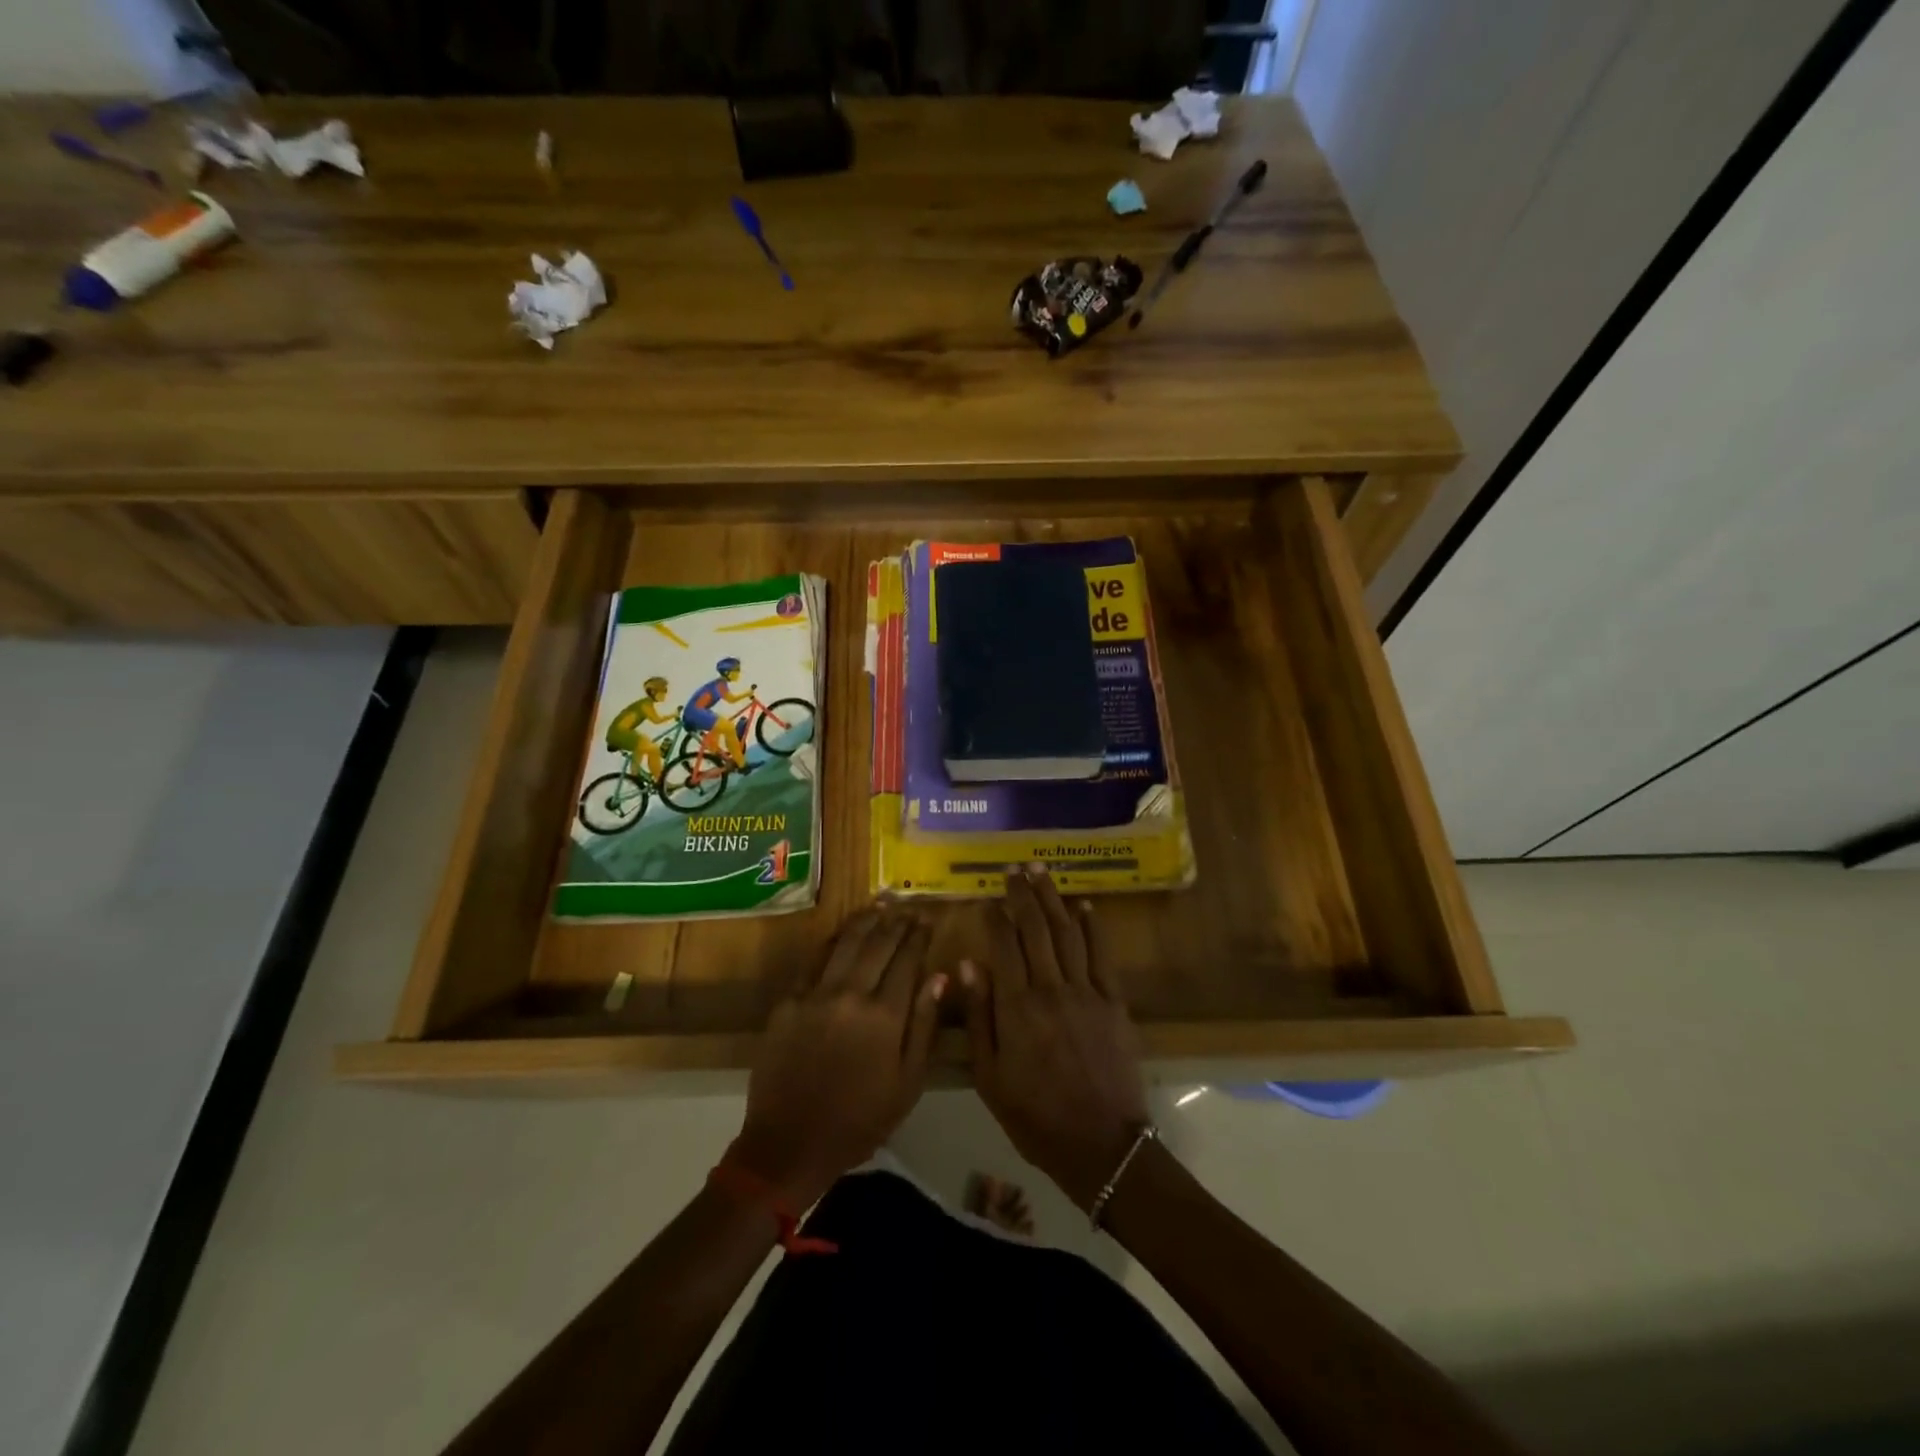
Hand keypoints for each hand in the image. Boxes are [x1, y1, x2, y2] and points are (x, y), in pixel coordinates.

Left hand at [733, 909, 945, 1208]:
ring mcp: (816, 994)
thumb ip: (925, 1025)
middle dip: (897, 922)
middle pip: (879, 944)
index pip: (907, 961)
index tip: (928, 920)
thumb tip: (940, 976)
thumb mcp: (907, 1082)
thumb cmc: (860, 1120)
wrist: (790, 1143)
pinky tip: (844, 932)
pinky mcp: (788, 1000)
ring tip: (881, 905)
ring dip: (867, 920)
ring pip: (846, 943)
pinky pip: (815, 960)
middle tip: (908, 908)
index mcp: (885, 1016)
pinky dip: (833, 941)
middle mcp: (851, 994)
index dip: (919, 936)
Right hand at [960, 866, 1148, 1210]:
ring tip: (1042, 870)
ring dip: (1053, 898)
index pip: (1004, 945)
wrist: (1101, 1145)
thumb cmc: (1035, 1116)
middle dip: (1023, 894)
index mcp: (1017, 1006)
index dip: (995, 916)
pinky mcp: (1114, 1002)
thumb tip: (967, 964)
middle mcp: (1051, 988)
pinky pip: (1102, 955)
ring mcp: (1086, 992)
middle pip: (1035, 929)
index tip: (987, 895)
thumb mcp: (990, 1076)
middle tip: (1014, 868)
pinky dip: (1094, 928)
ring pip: (1067, 933)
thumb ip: (978, 1017)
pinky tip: (1085, 906)